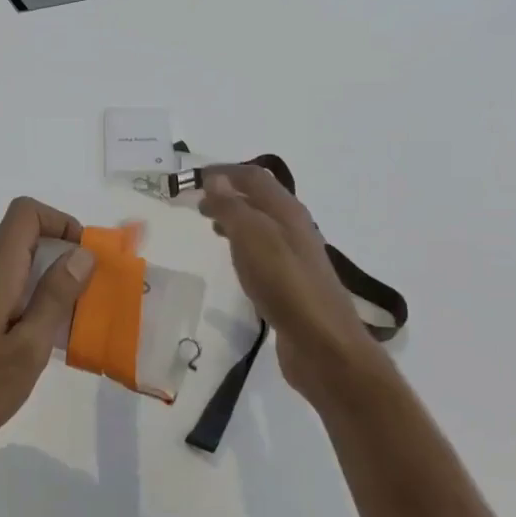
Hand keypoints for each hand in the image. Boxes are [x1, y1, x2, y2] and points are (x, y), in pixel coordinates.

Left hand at [0, 198, 95, 468]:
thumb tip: (81, 253)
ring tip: (63, 315)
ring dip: (39, 274)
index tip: (84, 255)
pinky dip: (19, 293)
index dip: (60, 221)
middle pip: (16, 234)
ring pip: (5, 261)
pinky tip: (30, 335)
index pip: (25, 213)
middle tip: (83, 290)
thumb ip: (55, 297)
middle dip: (56, 249)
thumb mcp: (28, 349)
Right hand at [196, 164, 387, 400]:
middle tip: (197, 204)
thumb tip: (216, 179)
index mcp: (286, 211)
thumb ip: (233, 207)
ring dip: (235, 219)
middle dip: (227, 194)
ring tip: (210, 226)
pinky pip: (263, 251)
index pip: (254, 177)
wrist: (323, 344)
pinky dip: (242, 245)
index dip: (224, 172)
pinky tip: (234, 260)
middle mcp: (294, 228)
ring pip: (261, 225)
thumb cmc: (285, 284)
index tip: (192, 179)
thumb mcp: (252, 238)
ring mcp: (294, 256)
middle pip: (259, 199)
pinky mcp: (291, 283)